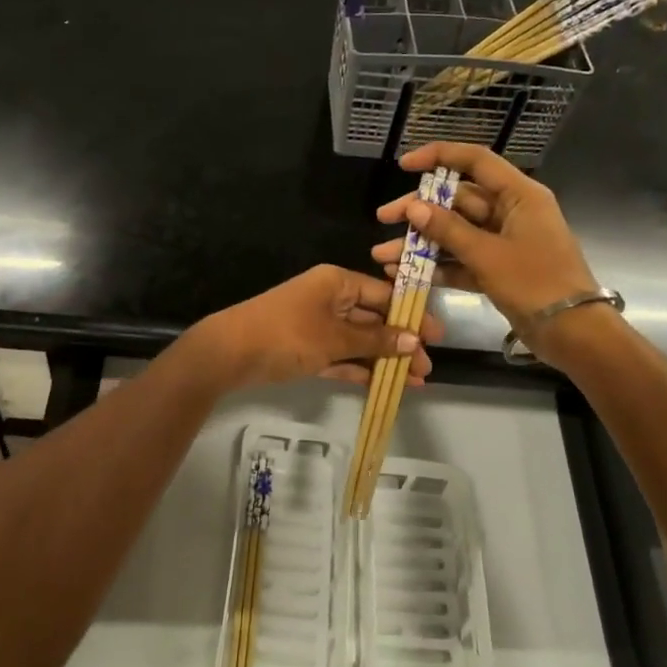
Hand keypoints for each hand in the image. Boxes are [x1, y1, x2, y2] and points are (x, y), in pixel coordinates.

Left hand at [193, 265, 442, 389]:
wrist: (229, 353)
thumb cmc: (286, 335)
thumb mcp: (335, 338)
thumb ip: (374, 341)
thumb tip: (412, 340)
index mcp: (336, 282)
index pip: (384, 295)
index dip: (411, 315)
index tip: (437, 337)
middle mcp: (329, 299)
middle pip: (373, 320)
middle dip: (399, 344)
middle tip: (425, 369)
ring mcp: (316, 325)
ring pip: (358, 341)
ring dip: (383, 360)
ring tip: (412, 382)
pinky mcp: (306, 349)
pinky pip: (340, 356)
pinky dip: (359, 369)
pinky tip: (382, 385)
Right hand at [373, 143, 603, 361]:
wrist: (572, 332)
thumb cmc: (535, 283)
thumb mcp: (488, 255)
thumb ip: (448, 230)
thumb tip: (414, 207)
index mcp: (519, 196)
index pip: (476, 161)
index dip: (439, 156)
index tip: (405, 165)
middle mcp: (511, 212)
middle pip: (458, 200)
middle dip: (419, 210)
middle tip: (384, 218)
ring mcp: (504, 242)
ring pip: (455, 233)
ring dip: (421, 243)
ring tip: (383, 256)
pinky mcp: (498, 269)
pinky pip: (462, 260)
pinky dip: (437, 266)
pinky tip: (405, 274)